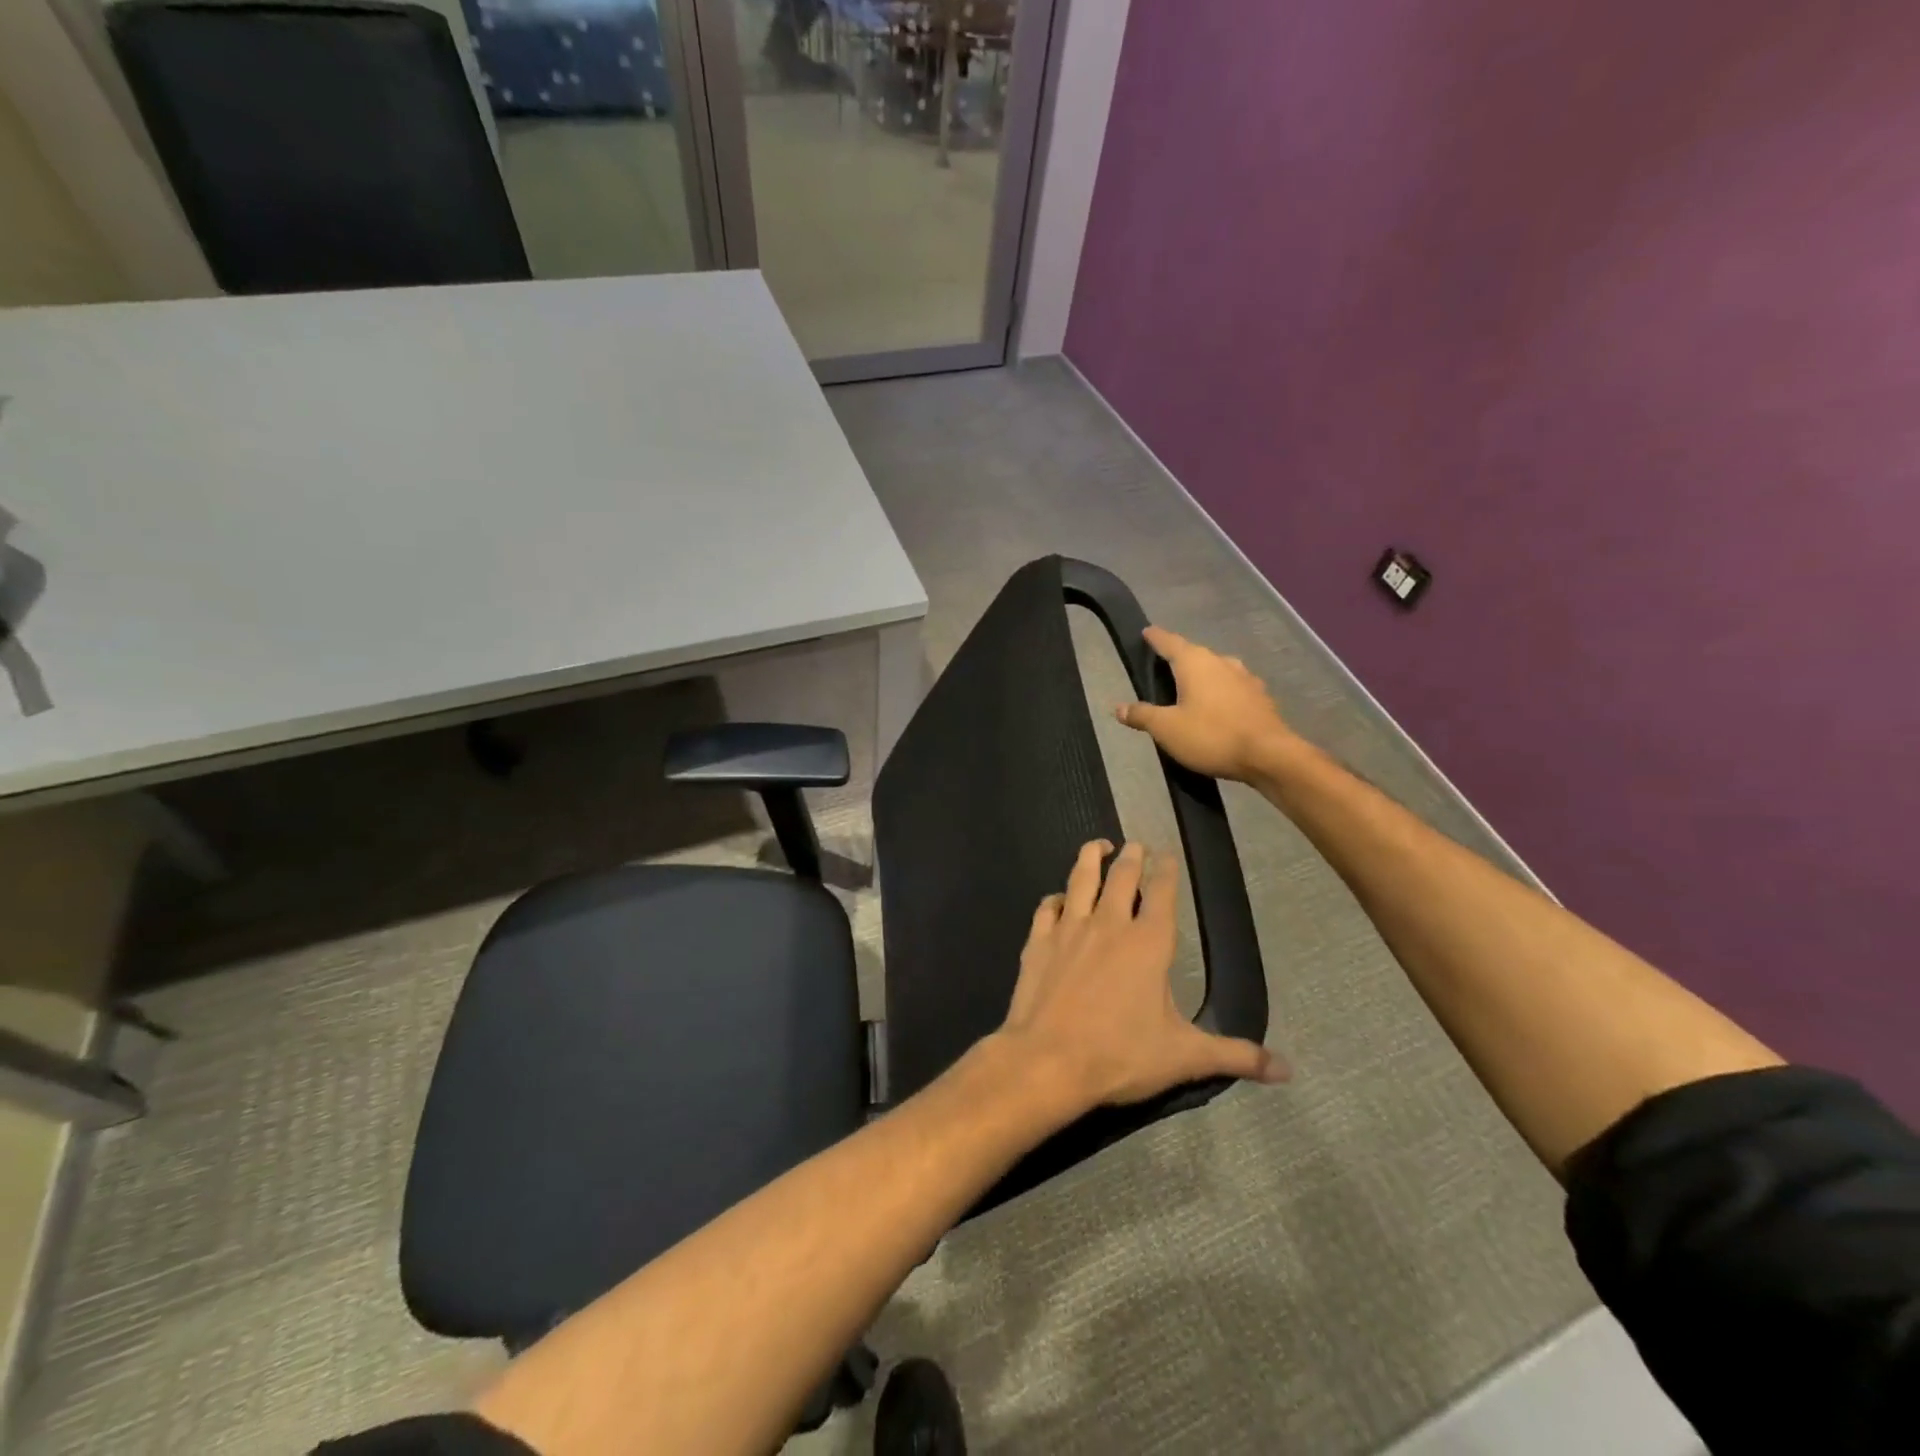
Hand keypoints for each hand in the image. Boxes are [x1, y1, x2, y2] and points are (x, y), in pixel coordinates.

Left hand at [999, 840, 1283, 1108]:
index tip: (1167, 854)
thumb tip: (1287, 1070)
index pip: (1162, 893)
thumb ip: (1235, 1056)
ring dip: (1090, 858)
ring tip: (1097, 845)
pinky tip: (1058, 898)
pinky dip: (1055, 898)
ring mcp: (1069, 929)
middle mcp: (1109, 924)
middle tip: (1135, 844)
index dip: (1166, 870)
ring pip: (1081, 880)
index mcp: (1148, 942)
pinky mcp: (1038, 942)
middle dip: (1131, 857)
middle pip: (1121, 877)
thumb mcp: (1184, 1057)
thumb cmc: (1120, 1055)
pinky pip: (1047, 908)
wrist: (1047, 1061)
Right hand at [1115, 627, 1296, 783]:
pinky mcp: (1260, 697)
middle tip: (1163, 667)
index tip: (1146, 632)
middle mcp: (1221, 662)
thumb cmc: (1212, 736)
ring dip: (1202, 675)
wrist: (1269, 756)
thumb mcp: (1167, 729)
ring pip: (1216, 669)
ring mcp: (1245, 678)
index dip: (1156, 638)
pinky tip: (1217, 707)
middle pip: (1194, 654)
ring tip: (1189, 688)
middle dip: (1178, 658)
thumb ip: (1142, 715)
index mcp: (1195, 662)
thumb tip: (1119, 708)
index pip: (1170, 642)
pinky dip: (1220, 692)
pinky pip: (1232, 687)